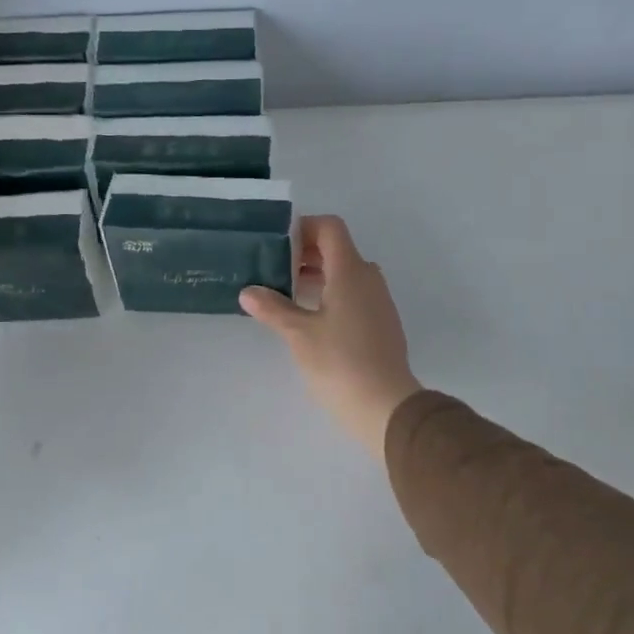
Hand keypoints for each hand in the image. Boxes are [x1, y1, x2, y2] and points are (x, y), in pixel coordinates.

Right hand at [240, 215, 422, 457]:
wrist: (385, 406)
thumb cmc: (339, 362)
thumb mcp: (299, 334)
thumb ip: (273, 308)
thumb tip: (248, 292)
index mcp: (350, 271)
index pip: (330, 228)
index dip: (304, 228)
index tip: (277, 244)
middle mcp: (369, 278)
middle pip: (337, 249)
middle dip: (305, 253)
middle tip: (273, 268)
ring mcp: (378, 301)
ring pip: (346, 274)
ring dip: (317, 275)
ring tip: (285, 292)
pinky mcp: (381, 323)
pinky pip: (354, 294)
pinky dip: (330, 294)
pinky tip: (309, 317)